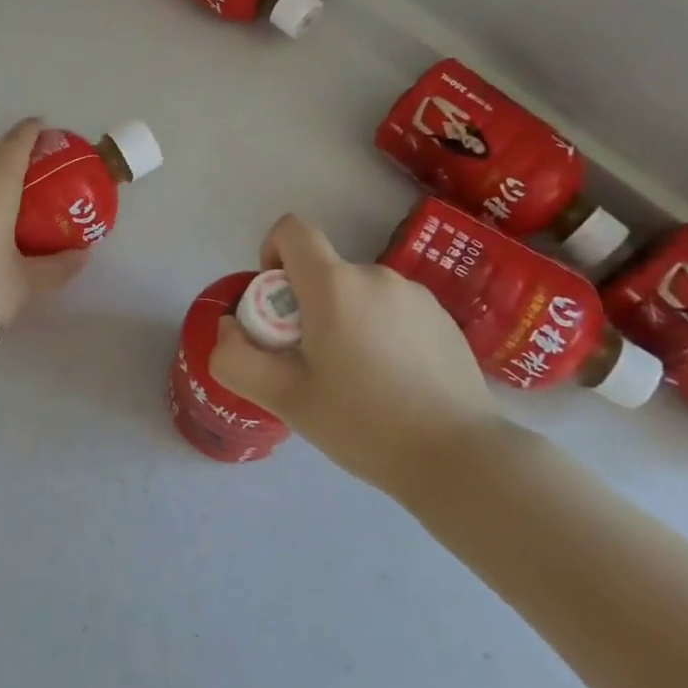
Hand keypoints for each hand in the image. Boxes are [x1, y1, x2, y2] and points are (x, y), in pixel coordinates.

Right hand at [208, 214, 501, 494]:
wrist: (460, 458)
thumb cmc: (363, 424)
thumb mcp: (285, 399)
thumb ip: (237, 358)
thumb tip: (227, 329)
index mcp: (334, 285)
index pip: (293, 230)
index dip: (273, 253)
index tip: (277, 304)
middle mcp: (376, 275)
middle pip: (324, 271)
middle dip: (307, 305)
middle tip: (313, 362)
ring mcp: (416, 294)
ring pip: (359, 292)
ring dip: (345, 319)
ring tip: (358, 379)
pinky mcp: (443, 317)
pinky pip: (393, 309)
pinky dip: (381, 330)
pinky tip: (395, 382)